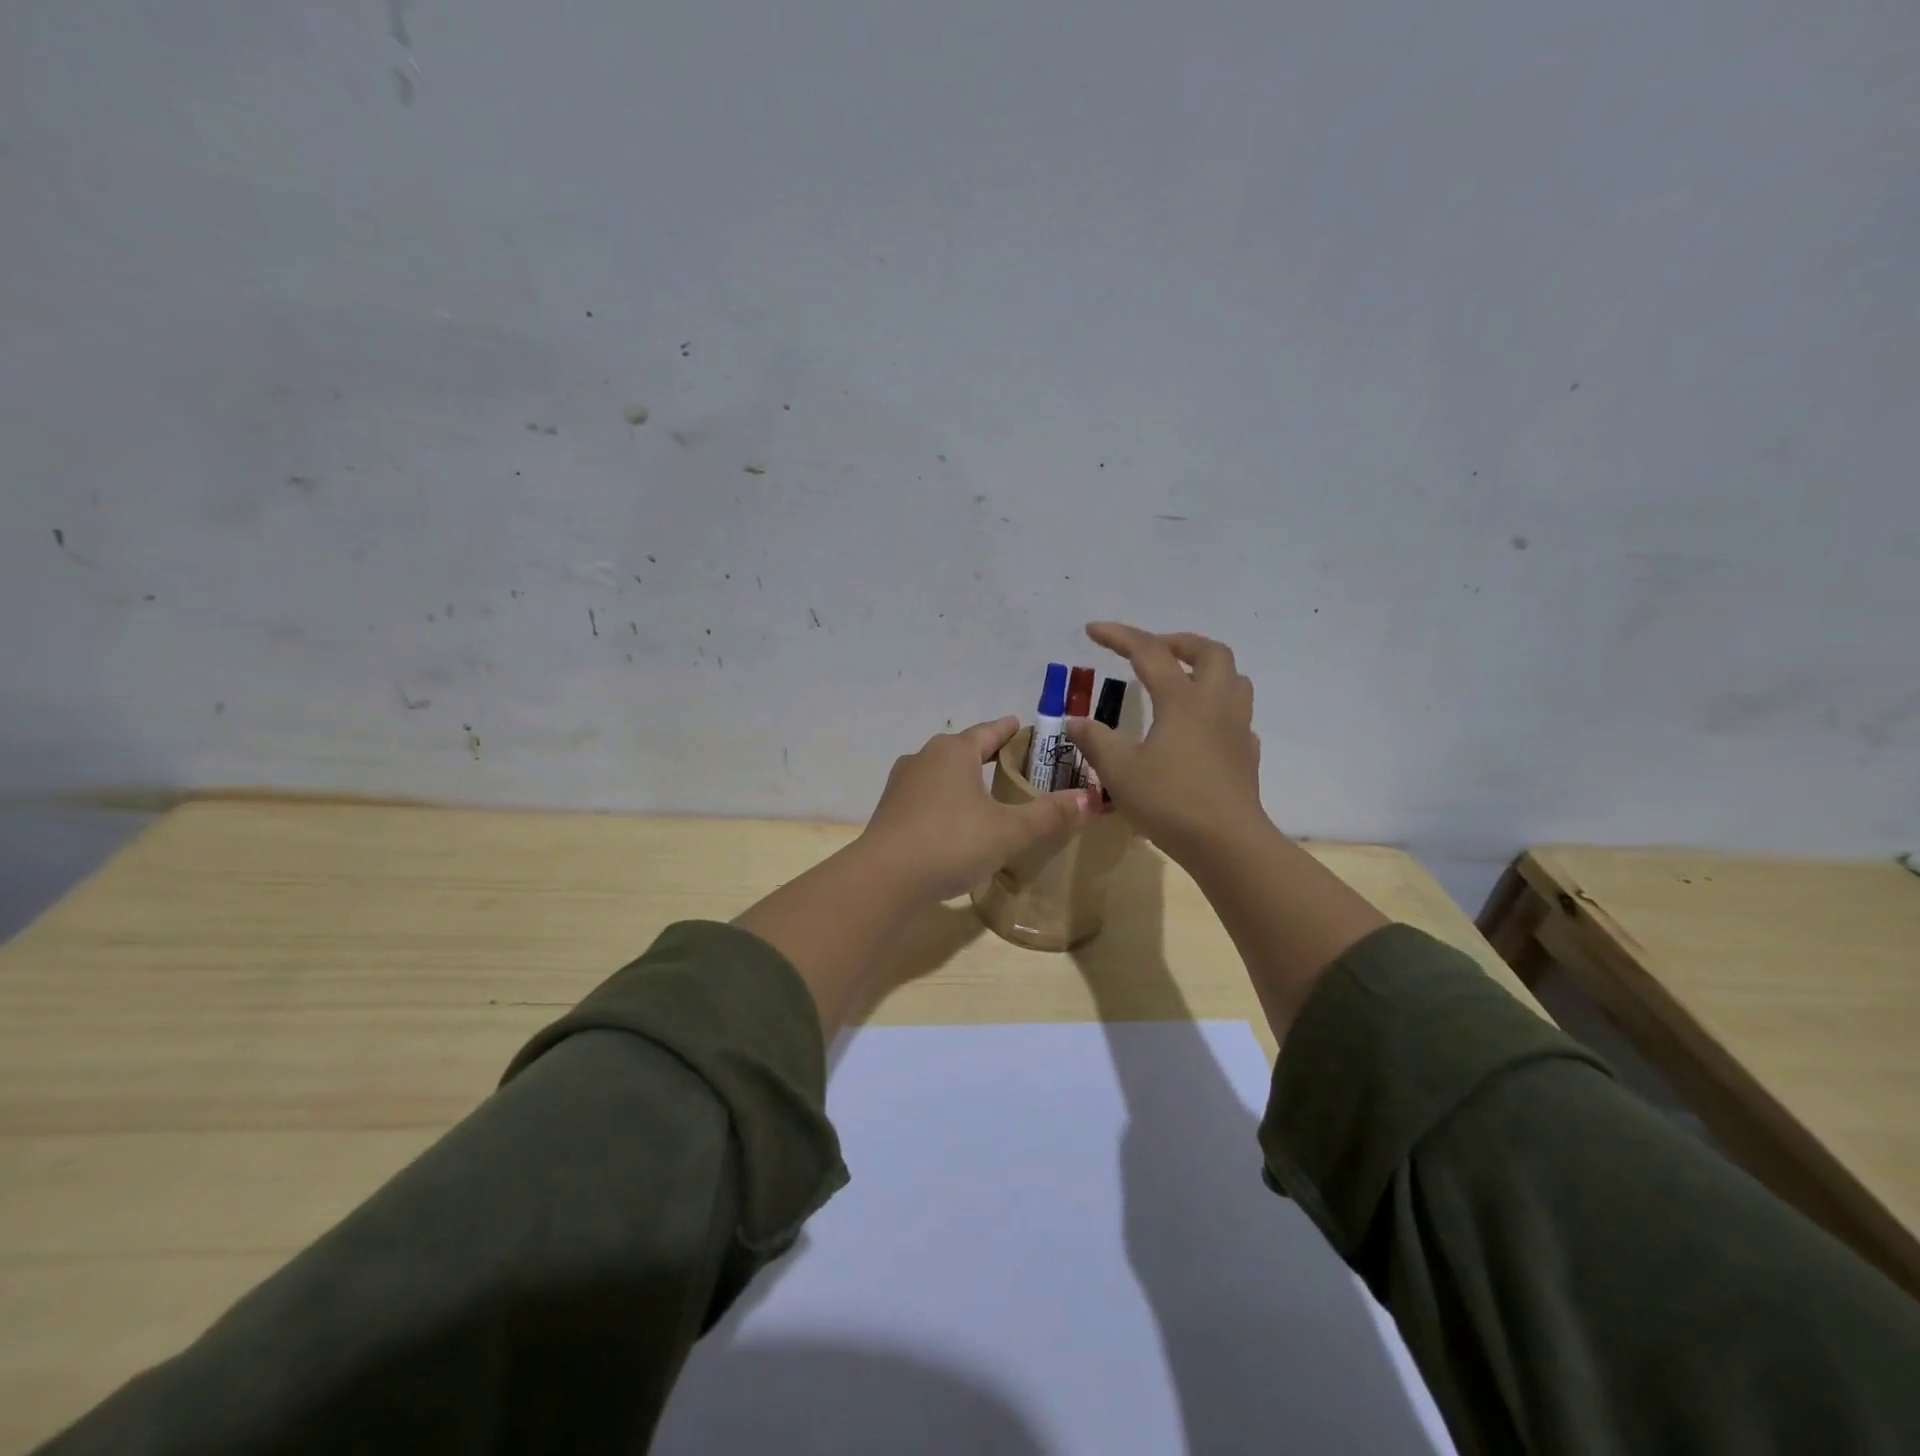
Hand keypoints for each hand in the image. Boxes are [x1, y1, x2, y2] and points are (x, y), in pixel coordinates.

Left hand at [859, 717, 1097, 901]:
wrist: (885, 877)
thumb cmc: (952, 841)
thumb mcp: (1009, 830)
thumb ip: (1049, 814)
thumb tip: (1091, 799)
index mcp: (954, 751)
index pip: (988, 732)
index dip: (1008, 730)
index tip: (1021, 726)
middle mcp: (924, 757)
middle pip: (963, 749)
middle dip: (986, 754)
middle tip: (1012, 762)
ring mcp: (902, 784)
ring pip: (941, 772)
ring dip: (963, 778)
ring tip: (985, 791)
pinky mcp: (890, 810)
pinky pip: (926, 796)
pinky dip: (945, 800)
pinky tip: (955, 821)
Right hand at [1065, 622, 1269, 865]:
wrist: (1227, 844)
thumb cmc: (1170, 802)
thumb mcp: (1119, 771)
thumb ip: (1096, 741)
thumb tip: (1075, 721)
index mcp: (1182, 700)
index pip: (1149, 652)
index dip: (1119, 636)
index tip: (1092, 630)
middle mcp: (1215, 704)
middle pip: (1209, 652)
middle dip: (1178, 642)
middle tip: (1151, 651)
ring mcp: (1236, 728)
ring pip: (1232, 678)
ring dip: (1205, 668)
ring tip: (1178, 680)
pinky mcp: (1245, 754)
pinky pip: (1236, 714)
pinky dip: (1215, 706)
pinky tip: (1197, 727)